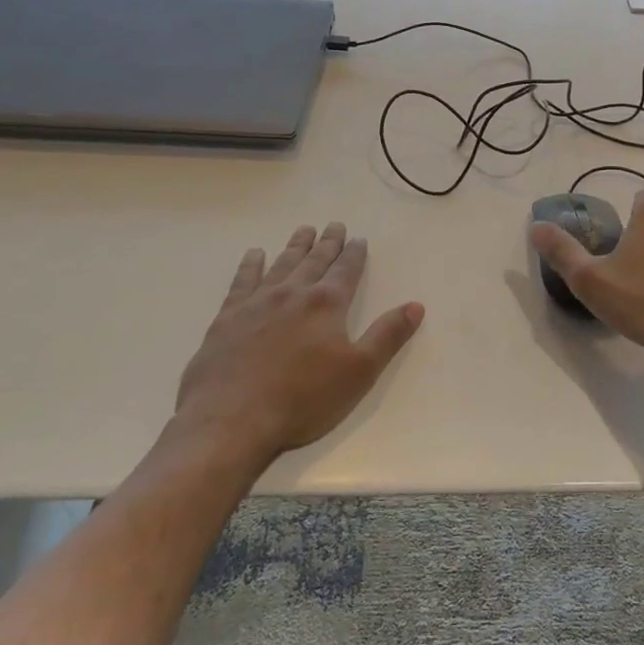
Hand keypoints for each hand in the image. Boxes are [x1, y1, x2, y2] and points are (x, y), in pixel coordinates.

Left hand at [170, 222, 423, 465]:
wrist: (232, 419)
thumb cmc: (303, 399)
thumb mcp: (360, 371)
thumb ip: (388, 335)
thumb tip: (416, 305)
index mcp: (327, 305)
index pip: (346, 271)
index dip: (355, 254)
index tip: (359, 239)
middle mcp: (293, 294)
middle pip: (315, 261)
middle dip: (328, 243)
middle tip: (335, 225)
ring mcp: (257, 303)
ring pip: (282, 264)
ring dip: (295, 247)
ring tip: (304, 230)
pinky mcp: (228, 318)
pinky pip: (242, 281)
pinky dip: (250, 265)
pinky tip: (254, 254)